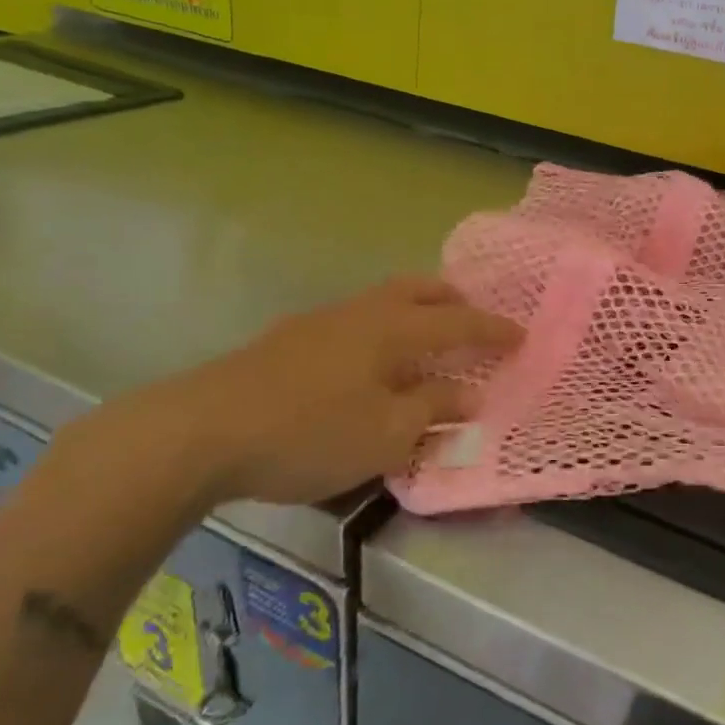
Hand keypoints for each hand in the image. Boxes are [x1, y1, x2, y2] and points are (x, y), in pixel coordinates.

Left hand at [96, 277, 521, 513]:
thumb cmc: (309, 432)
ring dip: (415, 311)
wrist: (202, 430)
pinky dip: (382, 329)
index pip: (458, 323)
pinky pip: (356, 320)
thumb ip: (432, 411)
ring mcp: (321, 321)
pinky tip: (371, 362)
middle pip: (417, 290)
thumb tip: (469, 394)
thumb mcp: (385, 434)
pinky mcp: (290, 339)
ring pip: (382, 301)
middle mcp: (361, 313)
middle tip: (474, 317)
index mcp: (392, 330)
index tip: (522, 336)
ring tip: (427, 340)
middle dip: (452, 300)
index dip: (493, 330)